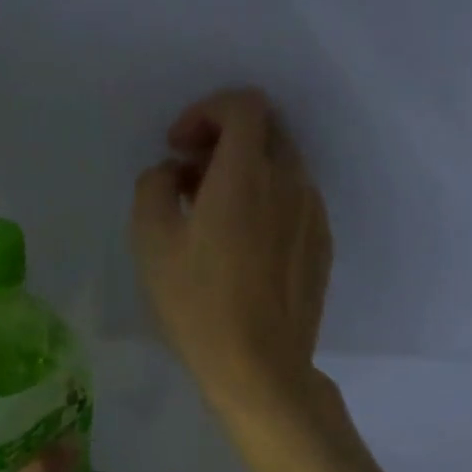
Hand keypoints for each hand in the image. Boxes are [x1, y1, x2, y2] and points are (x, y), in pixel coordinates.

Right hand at [130, 88, 333, 425]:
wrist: (260, 367)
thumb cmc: (197, 302)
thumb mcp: (150, 239)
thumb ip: (155, 185)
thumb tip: (175, 173)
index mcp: (246, 175)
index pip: (244, 104)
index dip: (206, 110)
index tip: (178, 146)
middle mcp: (289, 182)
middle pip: (266, 128)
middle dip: (223, 135)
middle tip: (189, 171)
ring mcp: (312, 213)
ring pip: (281, 163)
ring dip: (243, 167)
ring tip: (209, 210)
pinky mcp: (321, 242)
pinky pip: (293, 196)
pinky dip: (264, 196)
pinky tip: (239, 240)